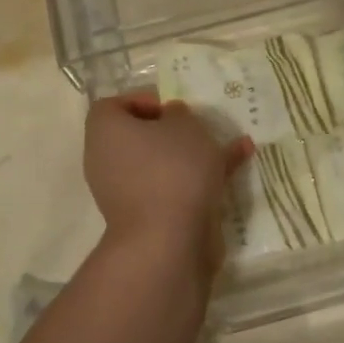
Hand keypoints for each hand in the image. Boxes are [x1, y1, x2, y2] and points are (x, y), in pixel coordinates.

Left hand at [84, 91, 253, 264]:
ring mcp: (126, 192)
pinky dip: (199, 178)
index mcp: (106, 132)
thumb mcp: (185, 126)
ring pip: (160, 163)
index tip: (173, 106)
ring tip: (228, 144)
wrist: (168, 242)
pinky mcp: (149, 217)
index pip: (112, 106)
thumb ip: (179, 115)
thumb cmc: (172, 169)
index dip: (142, 100)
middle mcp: (108, 160)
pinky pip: (173, 187)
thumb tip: (171, 117)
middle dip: (172, 130)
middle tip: (199, 126)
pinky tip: (237, 166)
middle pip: (138, 136)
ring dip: (191, 154)